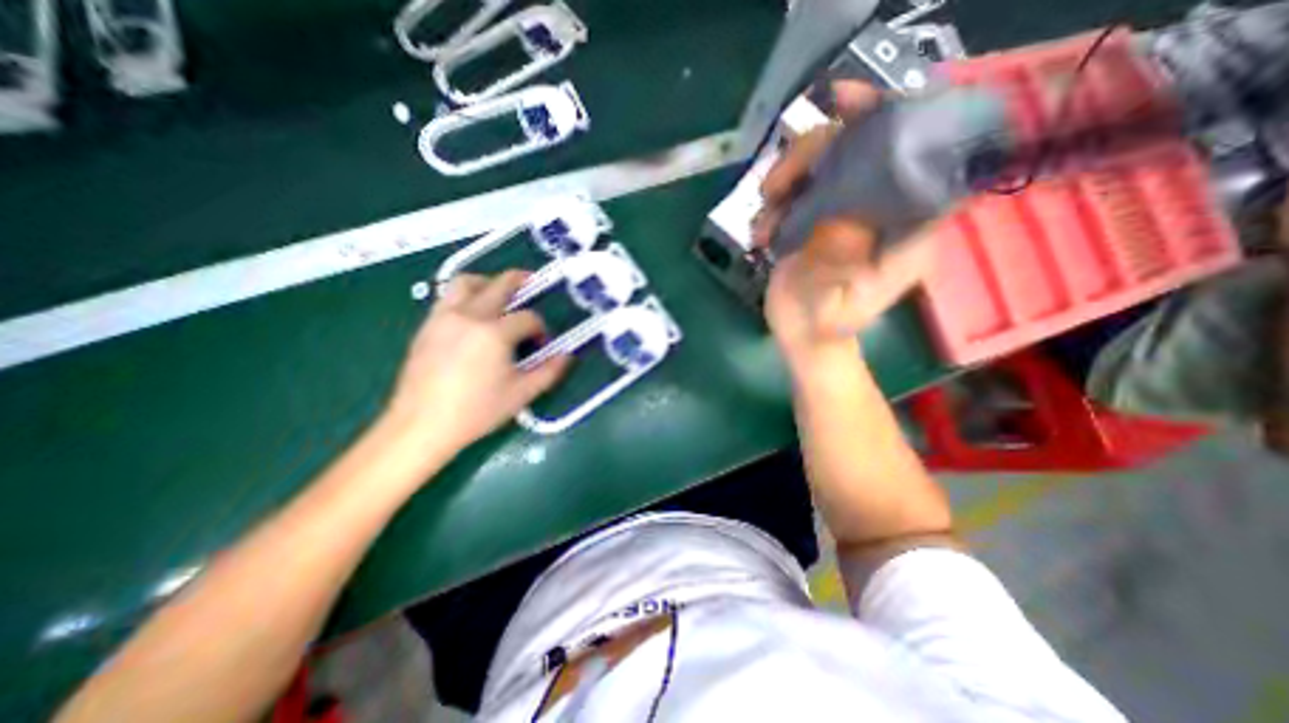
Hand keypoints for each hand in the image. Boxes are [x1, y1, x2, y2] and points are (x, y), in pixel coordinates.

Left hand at [383, 271, 570, 450]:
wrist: (421, 425)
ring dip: (487, 282)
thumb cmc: (476, 411)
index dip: (540, 328)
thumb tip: (567, 356)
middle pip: (499, 285)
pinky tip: (473, 315)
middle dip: (520, 281)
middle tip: (532, 281)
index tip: (542, 343)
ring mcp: (444, 317)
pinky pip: (447, 298)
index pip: (527, 318)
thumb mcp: (521, 394)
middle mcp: (469, 316)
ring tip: (498, 293)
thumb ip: (549, 371)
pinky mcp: (427, 326)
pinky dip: (465, 296)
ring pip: (466, 282)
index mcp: (494, 333)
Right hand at [758, 82, 937, 369]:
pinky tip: (761, 231)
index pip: (910, 157)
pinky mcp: (817, 219)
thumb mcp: (833, 306)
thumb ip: (838, 266)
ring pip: (821, 166)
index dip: (885, 121)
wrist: (805, 337)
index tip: (845, 106)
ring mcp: (845, 212)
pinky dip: (774, 202)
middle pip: (857, 150)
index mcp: (905, 228)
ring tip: (764, 221)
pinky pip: (797, 191)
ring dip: (785, 181)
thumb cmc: (826, 328)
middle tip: (774, 188)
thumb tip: (837, 217)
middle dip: (812, 156)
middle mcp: (881, 210)